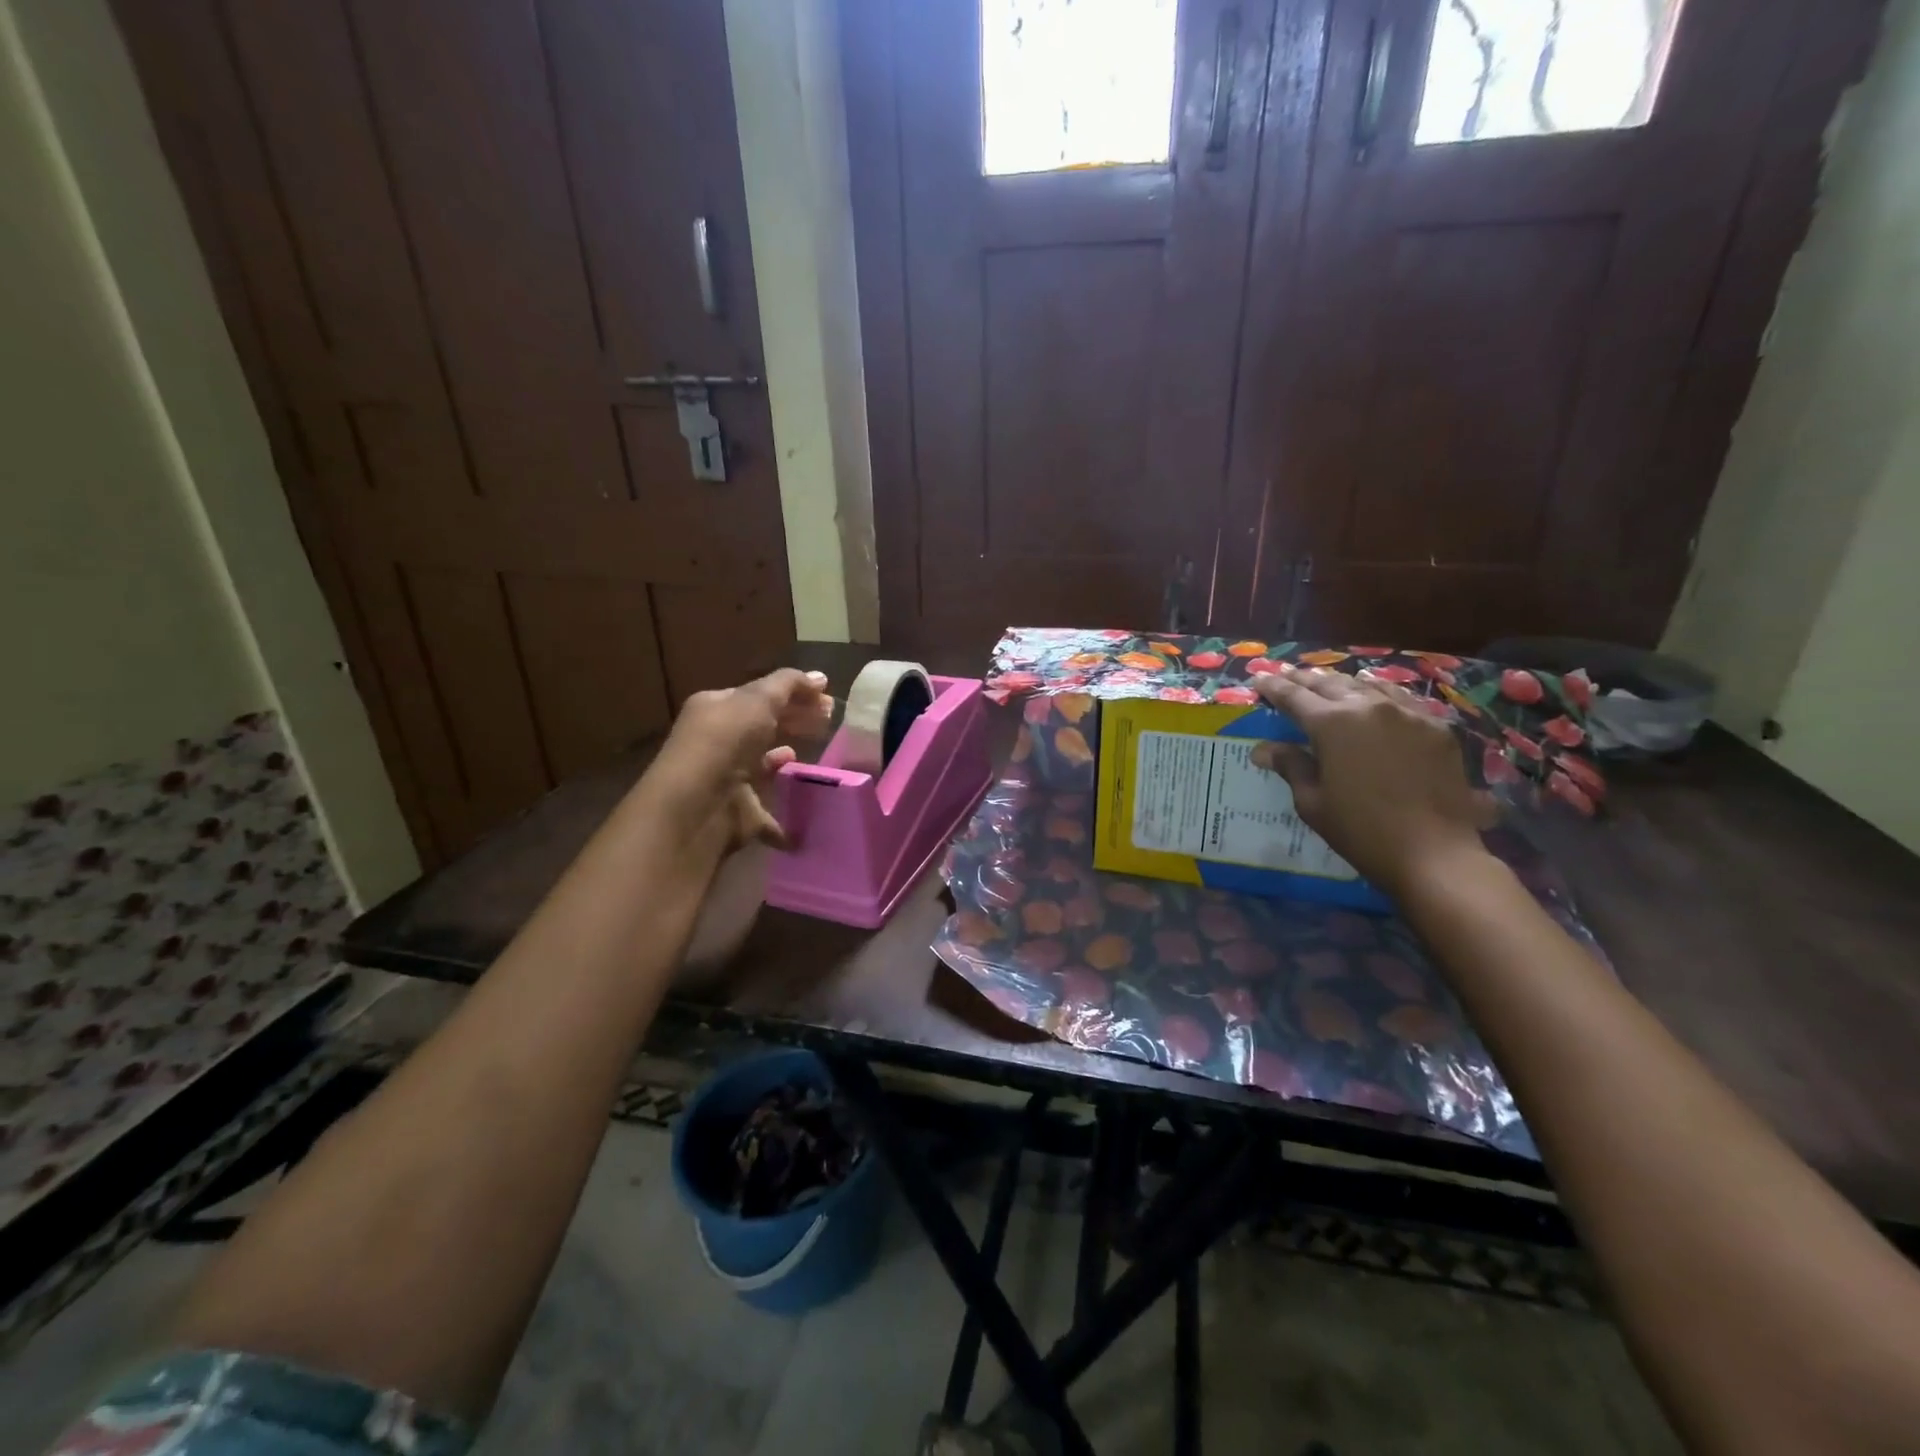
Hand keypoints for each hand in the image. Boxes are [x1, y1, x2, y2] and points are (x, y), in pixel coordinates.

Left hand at [646, 668, 834, 851]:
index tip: (827, 700)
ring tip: (817, 754)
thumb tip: (820, 677)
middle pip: (764, 726)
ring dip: (786, 760)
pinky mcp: (739, 812)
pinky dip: (787, 810)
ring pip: (764, 765)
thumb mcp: (758, 700)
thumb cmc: (724, 742)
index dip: (793, 693)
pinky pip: (769, 809)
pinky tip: (807, 802)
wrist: (696, 807)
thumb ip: (789, 685)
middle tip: (829, 722)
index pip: (759, 695)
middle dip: (796, 721)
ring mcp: (729, 778)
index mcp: (717, 708)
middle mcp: (719, 740)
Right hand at [1251, 666, 1496, 898]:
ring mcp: (1408, 714)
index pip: (1294, 697)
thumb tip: (1263, 749)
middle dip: (1305, 679)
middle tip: (1288, 674)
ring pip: (1368, 686)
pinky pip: (1402, 700)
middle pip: (1330, 684)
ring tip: (1328, 680)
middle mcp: (1369, 707)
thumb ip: (1291, 766)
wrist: (1434, 853)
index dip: (1274, 688)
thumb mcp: (1313, 802)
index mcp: (1331, 724)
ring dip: (1342, 682)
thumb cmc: (1361, 831)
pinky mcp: (1436, 728)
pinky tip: (1377, 697)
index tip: (1260, 678)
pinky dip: (1380, 694)